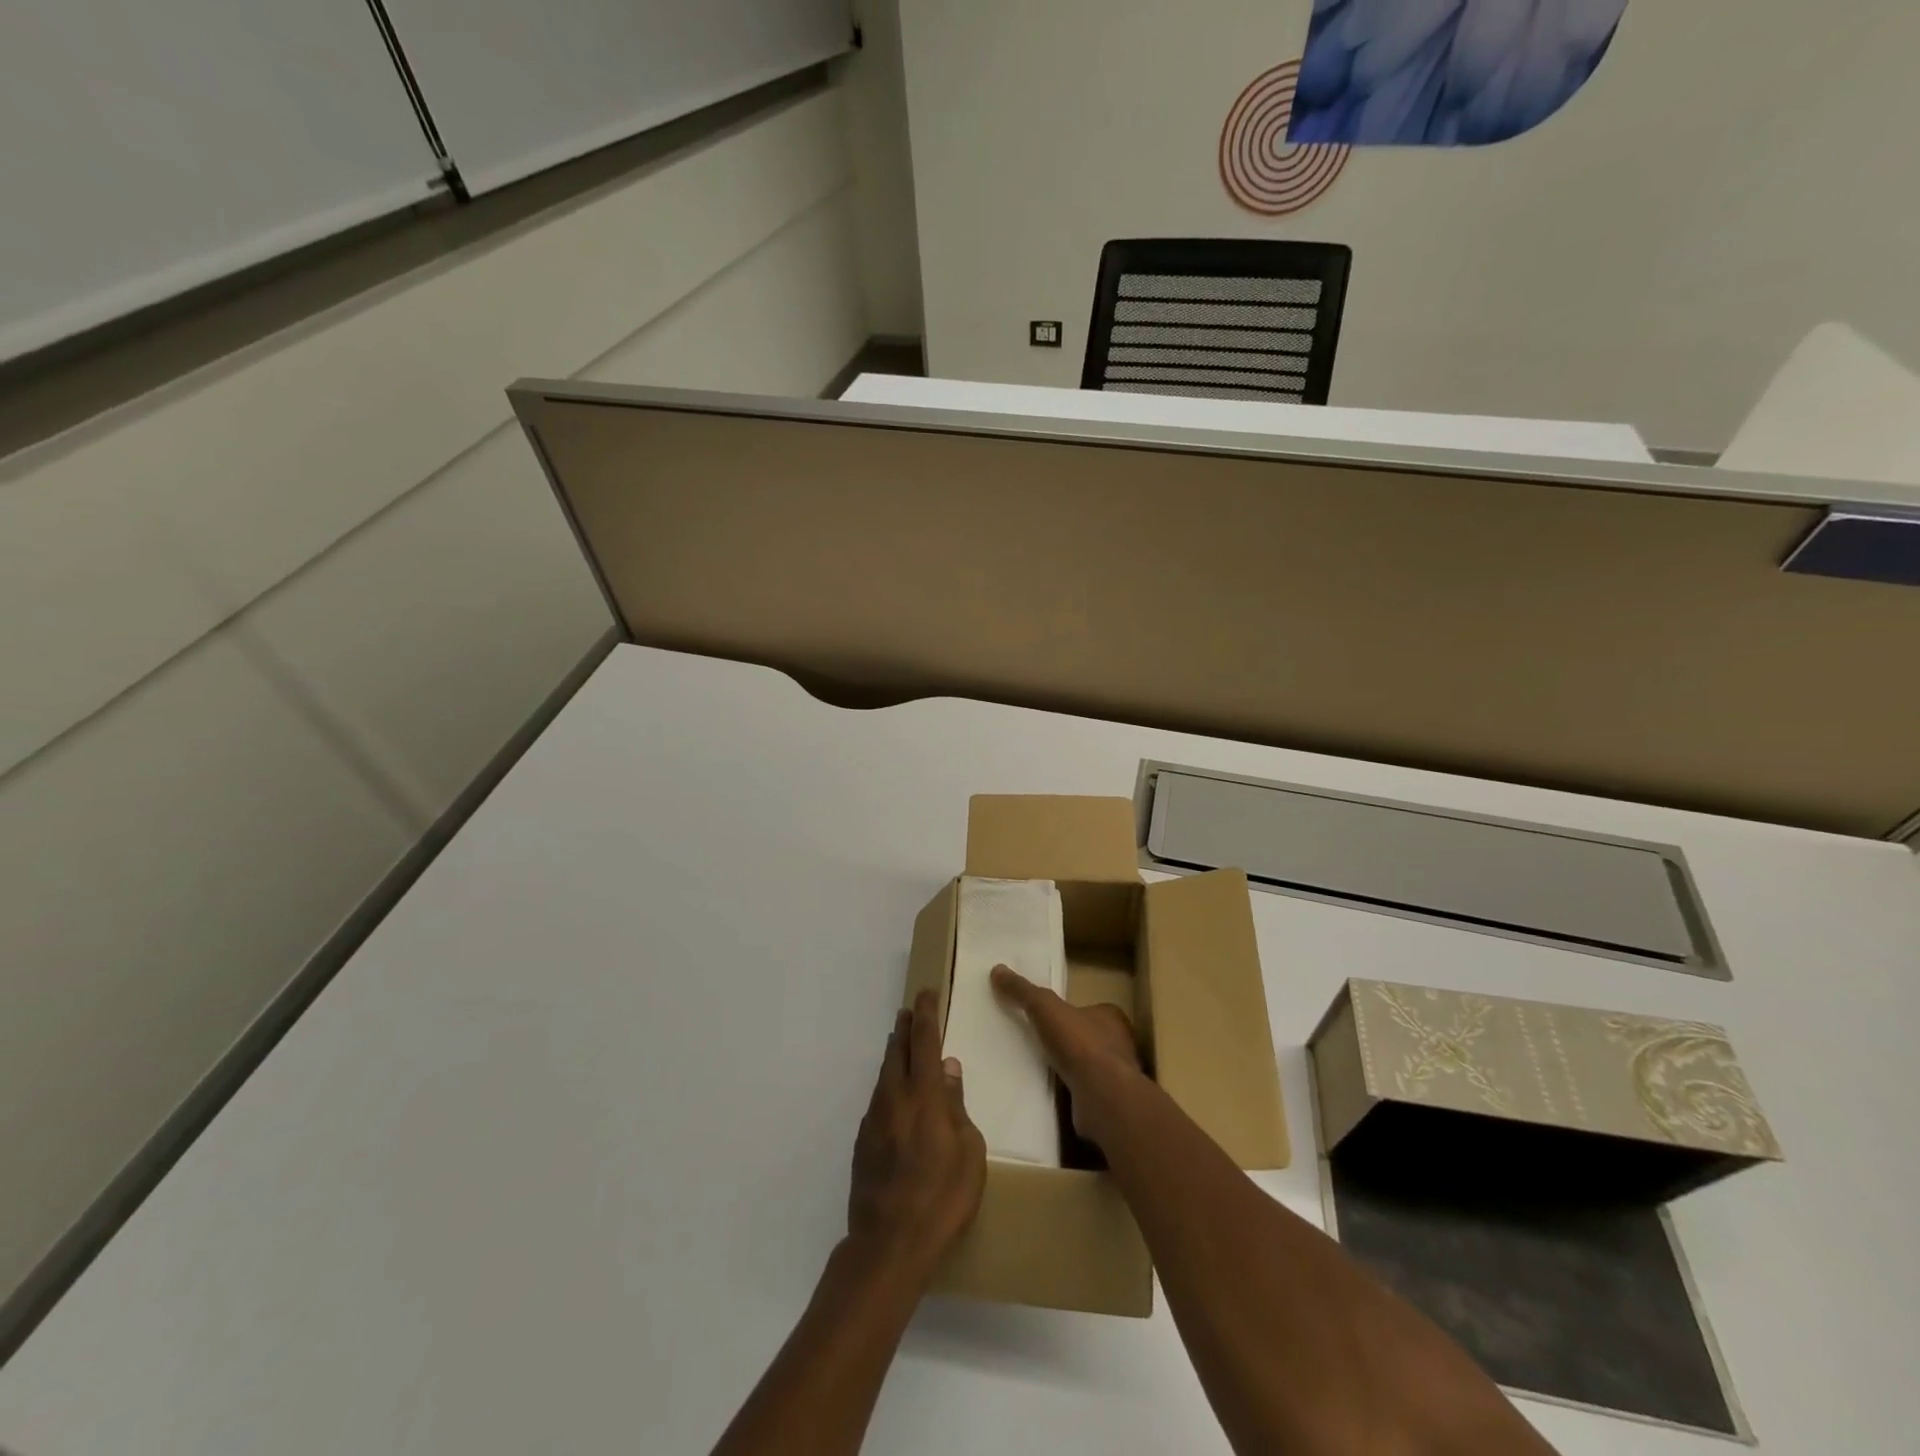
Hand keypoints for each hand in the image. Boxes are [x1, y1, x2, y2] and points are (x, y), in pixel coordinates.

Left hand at [847, 991, 985, 1283]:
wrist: (888, 1243)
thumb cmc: (942, 1198)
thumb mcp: (969, 1152)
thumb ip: (957, 1105)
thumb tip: (948, 1068)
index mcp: (923, 1095)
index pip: (924, 1042)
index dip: (926, 1014)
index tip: (925, 993)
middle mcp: (894, 1098)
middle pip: (897, 1051)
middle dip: (905, 1028)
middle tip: (909, 1010)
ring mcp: (874, 1120)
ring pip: (884, 1075)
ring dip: (894, 1054)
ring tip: (900, 1043)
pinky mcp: (863, 1143)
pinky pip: (878, 1100)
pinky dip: (888, 1086)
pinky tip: (894, 1096)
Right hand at [990, 965, 1143, 1142]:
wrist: (1102, 1097)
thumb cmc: (1079, 1044)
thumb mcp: (1045, 1007)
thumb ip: (1023, 991)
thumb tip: (997, 970)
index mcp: (1111, 1017)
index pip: (1091, 1010)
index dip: (1070, 1012)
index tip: (1049, 1018)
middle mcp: (1119, 1045)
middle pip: (1090, 1038)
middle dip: (1068, 1042)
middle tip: (1039, 1043)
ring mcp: (1115, 1077)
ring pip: (1088, 1067)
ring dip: (1068, 1069)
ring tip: (1038, 1069)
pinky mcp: (1106, 1103)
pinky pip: (1083, 1093)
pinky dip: (1068, 1093)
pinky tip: (1047, 1095)